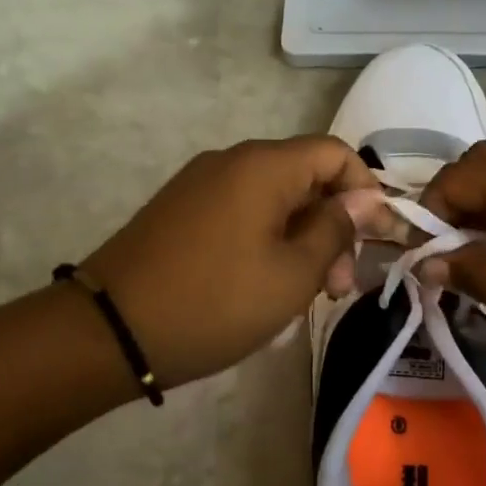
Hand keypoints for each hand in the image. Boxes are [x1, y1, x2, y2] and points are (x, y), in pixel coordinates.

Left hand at [78, 136, 375, 387]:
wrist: (109, 331)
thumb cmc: (215, 302)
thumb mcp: (292, 274)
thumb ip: (335, 230)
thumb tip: (363, 198)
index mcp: (264, 166)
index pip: (335, 154)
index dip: (366, 190)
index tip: (376, 239)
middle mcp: (232, 160)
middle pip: (305, 177)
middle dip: (333, 225)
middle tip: (337, 285)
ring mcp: (200, 183)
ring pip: (274, 198)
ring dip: (301, 238)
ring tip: (305, 293)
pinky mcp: (181, 209)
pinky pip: (241, 211)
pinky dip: (267, 239)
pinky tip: (265, 284)